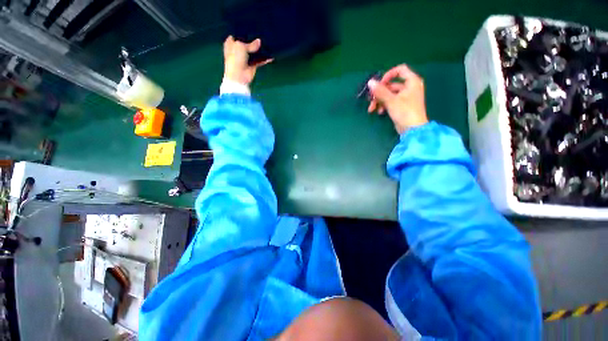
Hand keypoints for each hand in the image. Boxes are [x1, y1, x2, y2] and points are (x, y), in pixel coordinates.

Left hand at [223, 36, 271, 85]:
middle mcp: (238, 50)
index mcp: (231, 43)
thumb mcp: (241, 46)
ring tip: (267, 42)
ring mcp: (246, 58)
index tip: (250, 26)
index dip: (242, 31)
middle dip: (253, 39)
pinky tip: (271, 56)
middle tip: (261, 32)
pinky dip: (265, 59)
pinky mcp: (253, 65)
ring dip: (260, 49)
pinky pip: (260, 61)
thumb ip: (251, 44)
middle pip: (247, 43)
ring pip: (254, 52)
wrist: (238, 76)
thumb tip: (259, 41)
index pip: (237, 35)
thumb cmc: (235, 59)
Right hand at [367, 64, 428, 133]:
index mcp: (412, 81)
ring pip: (389, 94)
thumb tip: (370, 82)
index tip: (379, 84)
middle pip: (391, 85)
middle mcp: (409, 87)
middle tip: (370, 99)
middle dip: (379, 93)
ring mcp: (405, 97)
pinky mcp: (401, 106)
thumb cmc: (405, 112)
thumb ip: (380, 91)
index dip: (388, 75)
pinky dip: (384, 105)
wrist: (412, 129)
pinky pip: (390, 101)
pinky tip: (379, 112)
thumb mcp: (391, 100)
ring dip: (379, 101)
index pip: (400, 70)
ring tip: (372, 109)